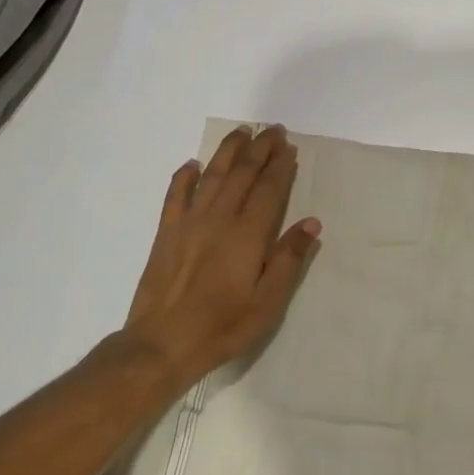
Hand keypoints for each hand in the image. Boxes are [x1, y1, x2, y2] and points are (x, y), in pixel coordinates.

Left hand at [117, 125, 321, 394]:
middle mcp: (219, 219)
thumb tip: (311, 222)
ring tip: (241, 132)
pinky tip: (192, 164)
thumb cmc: (223, 326)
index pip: (269, 189)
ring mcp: (189, 222)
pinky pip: (175, 195)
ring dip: (228, 151)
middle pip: (242, 173)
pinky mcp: (166, 233)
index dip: (280, 166)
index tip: (289, 147)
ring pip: (212, 175)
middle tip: (273, 131)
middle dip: (260, 149)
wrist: (162, 343)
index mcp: (248, 235)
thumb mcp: (268, 302)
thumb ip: (289, 259)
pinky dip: (184, 176)